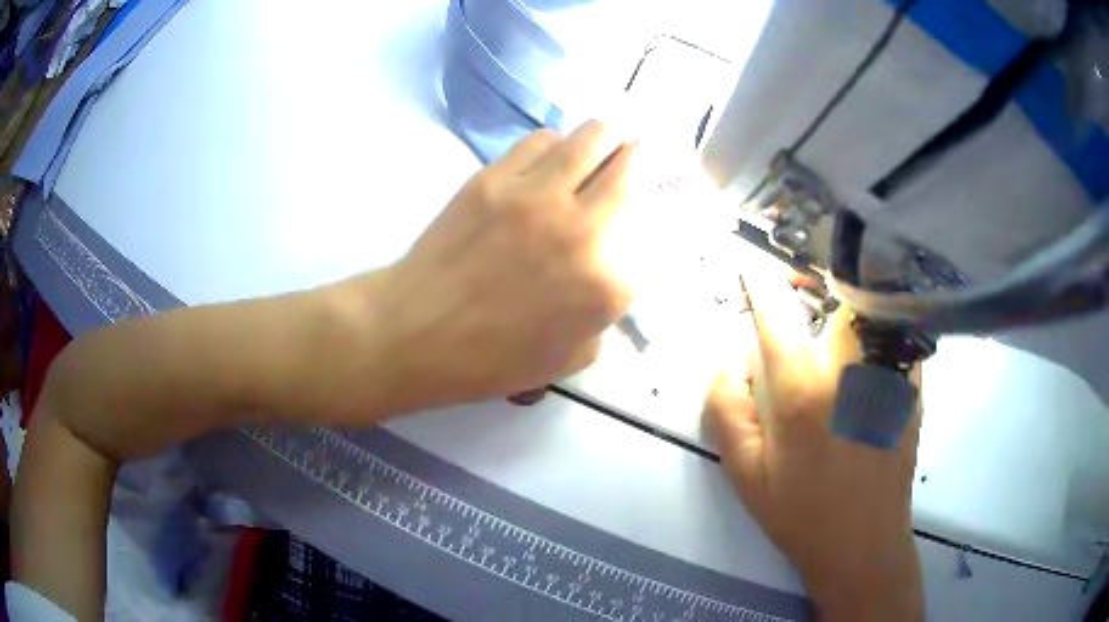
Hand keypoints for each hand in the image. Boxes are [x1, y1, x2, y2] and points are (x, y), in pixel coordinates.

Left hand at [325, 121, 636, 418]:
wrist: (416, 333)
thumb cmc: (490, 359)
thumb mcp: (569, 358)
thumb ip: (604, 314)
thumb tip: (610, 275)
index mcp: (605, 283)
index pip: (654, 232)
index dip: (656, 216)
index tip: (650, 207)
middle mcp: (582, 228)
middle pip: (633, 163)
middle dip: (642, 155)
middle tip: (636, 154)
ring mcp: (536, 195)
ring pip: (592, 135)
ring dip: (605, 137)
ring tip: (599, 145)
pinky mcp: (495, 177)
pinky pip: (541, 139)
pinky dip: (556, 144)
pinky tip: (550, 158)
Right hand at [705, 260, 923, 621]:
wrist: (863, 542)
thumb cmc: (799, 512)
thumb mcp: (743, 473)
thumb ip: (726, 408)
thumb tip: (733, 359)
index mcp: (802, 391)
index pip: (775, 312)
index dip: (757, 279)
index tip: (747, 260)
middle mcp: (850, 368)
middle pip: (838, 291)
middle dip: (816, 278)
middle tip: (802, 284)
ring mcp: (889, 372)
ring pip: (871, 306)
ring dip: (850, 297)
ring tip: (836, 308)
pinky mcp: (913, 383)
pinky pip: (895, 331)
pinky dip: (879, 323)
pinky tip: (869, 345)